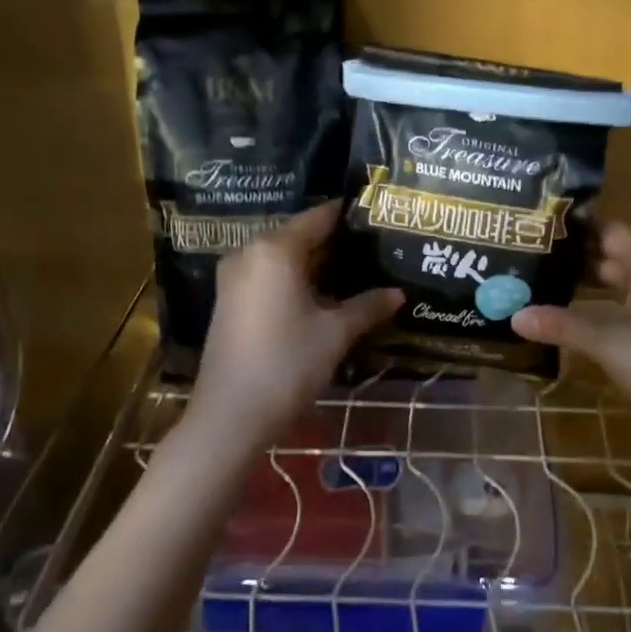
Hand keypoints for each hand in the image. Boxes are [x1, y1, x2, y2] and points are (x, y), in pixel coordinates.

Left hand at [190, 201, 402, 448]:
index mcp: (276, 248)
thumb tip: (399, 293)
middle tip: (376, 249)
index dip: (351, 217)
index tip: (380, 221)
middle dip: (337, 243)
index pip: (320, 216)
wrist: (231, 415)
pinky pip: (270, 275)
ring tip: (359, 272)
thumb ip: (368, 305)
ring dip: (318, 264)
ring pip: (285, 257)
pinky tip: (326, 296)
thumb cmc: (287, 363)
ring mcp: (236, 276)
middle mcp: (251, 251)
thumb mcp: (336, 333)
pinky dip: (297, 279)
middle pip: (301, 235)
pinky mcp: (231, 300)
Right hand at [512, 223, 630, 447]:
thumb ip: (564, 327)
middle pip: (610, 257)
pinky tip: (570, 318)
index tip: (538, 224)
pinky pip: (622, 309)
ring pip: (616, 286)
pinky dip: (596, 308)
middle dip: (572, 257)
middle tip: (527, 256)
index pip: (609, 231)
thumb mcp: (612, 345)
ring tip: (539, 283)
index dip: (577, 226)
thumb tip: (514, 314)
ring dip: (583, 284)